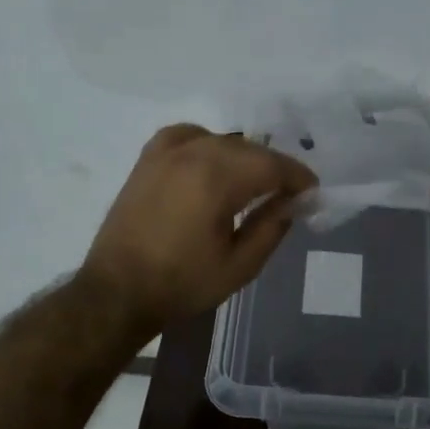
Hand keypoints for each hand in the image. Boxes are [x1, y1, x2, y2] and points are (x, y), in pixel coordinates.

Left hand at [83, 124, 316, 330]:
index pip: (272, 165)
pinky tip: (212, 161)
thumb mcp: (239, 266)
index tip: (312, 191)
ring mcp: (166, 153)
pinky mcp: (148, 159)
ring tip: (254, 182)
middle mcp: (193, 154)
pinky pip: (188, 136)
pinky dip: (208, 143)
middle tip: (289, 193)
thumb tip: (293, 202)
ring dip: (244, 157)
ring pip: (221, 140)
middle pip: (249, 149)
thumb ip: (271, 227)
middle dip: (274, 168)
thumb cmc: (181, 284)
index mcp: (217, 179)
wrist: (117, 292)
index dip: (297, 176)